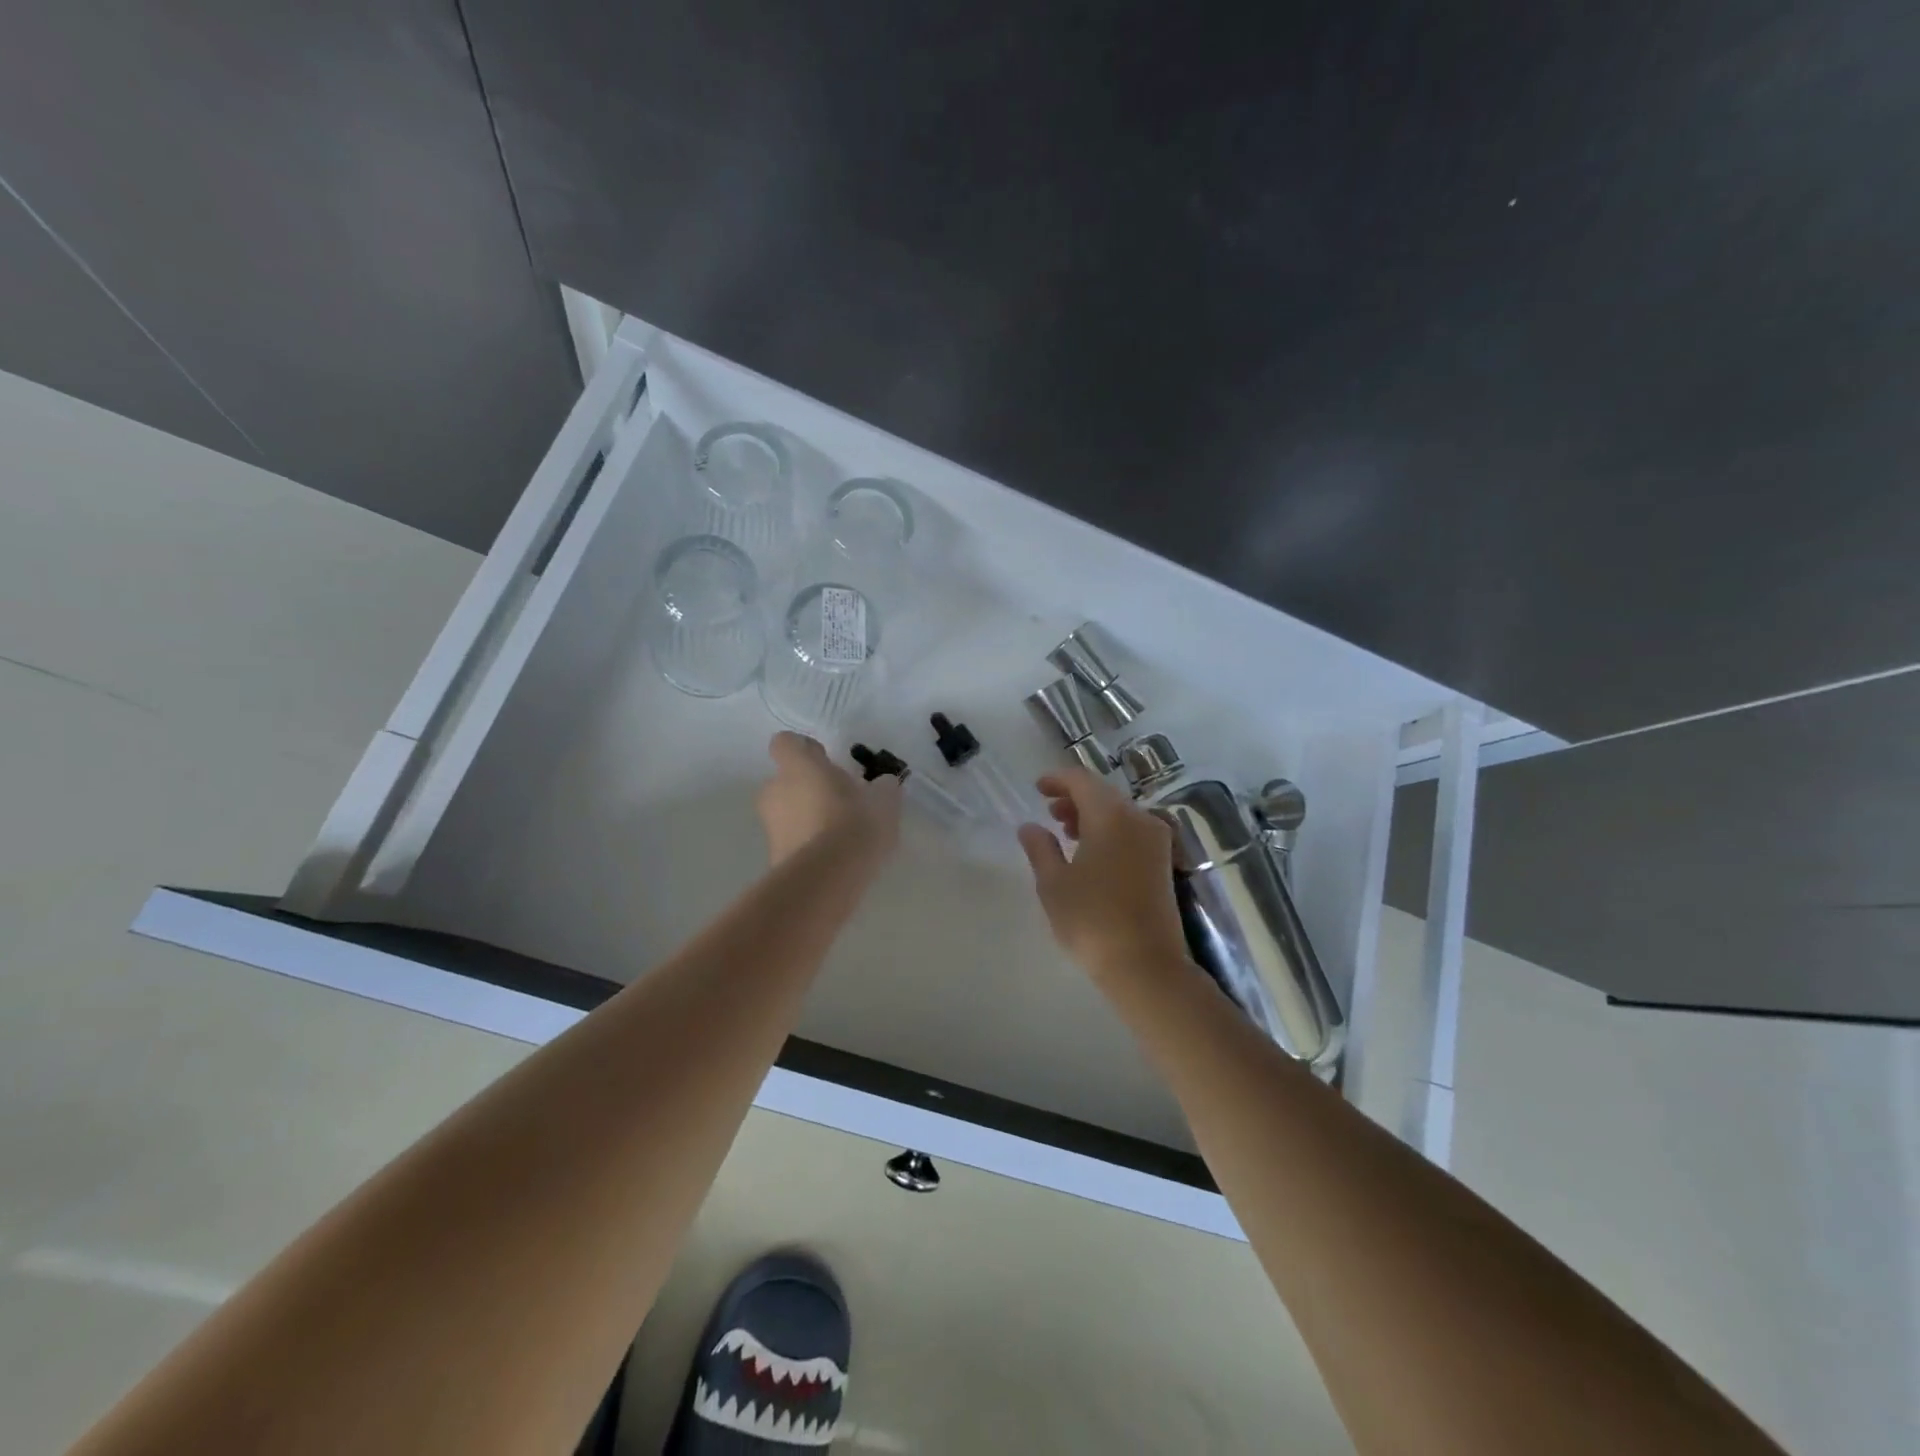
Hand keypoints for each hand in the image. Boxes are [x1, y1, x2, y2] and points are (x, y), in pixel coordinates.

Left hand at [756, 732, 901, 866]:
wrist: (827, 878)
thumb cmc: (855, 823)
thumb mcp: (884, 801)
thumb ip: (883, 787)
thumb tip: (883, 783)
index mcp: (799, 766)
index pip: (786, 742)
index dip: (803, 748)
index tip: (824, 759)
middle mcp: (776, 790)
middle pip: (785, 779)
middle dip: (807, 787)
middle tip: (838, 798)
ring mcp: (770, 825)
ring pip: (786, 811)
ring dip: (806, 816)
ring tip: (838, 832)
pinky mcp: (773, 855)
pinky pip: (791, 839)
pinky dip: (806, 842)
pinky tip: (833, 856)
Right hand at [1017, 767, 1192, 981]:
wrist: (1146, 965)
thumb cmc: (1093, 920)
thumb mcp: (1054, 884)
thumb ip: (1040, 848)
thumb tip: (1030, 827)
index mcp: (1112, 816)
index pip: (1082, 780)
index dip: (1057, 779)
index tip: (1037, 788)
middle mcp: (1140, 820)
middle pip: (1103, 794)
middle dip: (1074, 798)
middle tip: (1049, 811)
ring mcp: (1156, 841)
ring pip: (1119, 813)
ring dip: (1091, 815)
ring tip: (1065, 832)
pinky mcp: (1163, 862)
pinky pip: (1131, 831)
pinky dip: (1109, 831)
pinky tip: (1091, 852)